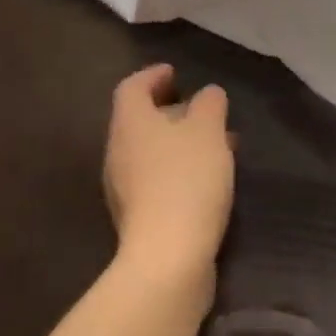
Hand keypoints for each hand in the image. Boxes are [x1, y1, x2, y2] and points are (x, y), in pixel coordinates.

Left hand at [104, 64, 234, 285]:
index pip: (132, 87)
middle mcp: (119, 152)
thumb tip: (208, 94)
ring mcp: (124, 188)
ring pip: (151, 152)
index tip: (175, 73)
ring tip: (217, 145)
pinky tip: (207, 180)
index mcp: (130, 122)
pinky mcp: (137, 219)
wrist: (167, 261)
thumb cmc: (186, 180)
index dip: (152, 76)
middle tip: (202, 110)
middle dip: (172, 111)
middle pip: (140, 120)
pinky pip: (156, 180)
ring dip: (180, 143)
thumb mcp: (208, 130)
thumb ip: (209, 104)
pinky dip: (178, 169)